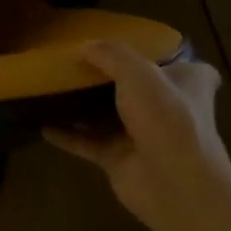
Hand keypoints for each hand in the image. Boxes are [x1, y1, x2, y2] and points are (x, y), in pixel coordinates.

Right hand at [44, 39, 226, 223]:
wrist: (174, 184)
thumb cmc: (167, 117)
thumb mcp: (138, 72)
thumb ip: (110, 54)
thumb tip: (83, 45)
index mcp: (188, 84)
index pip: (186, 67)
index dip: (165, 57)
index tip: (140, 47)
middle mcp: (167, 109)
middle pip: (139, 89)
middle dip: (113, 78)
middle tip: (80, 61)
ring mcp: (143, 136)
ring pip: (109, 115)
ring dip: (85, 106)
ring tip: (55, 87)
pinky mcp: (120, 160)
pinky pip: (87, 143)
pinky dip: (67, 135)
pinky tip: (42, 124)